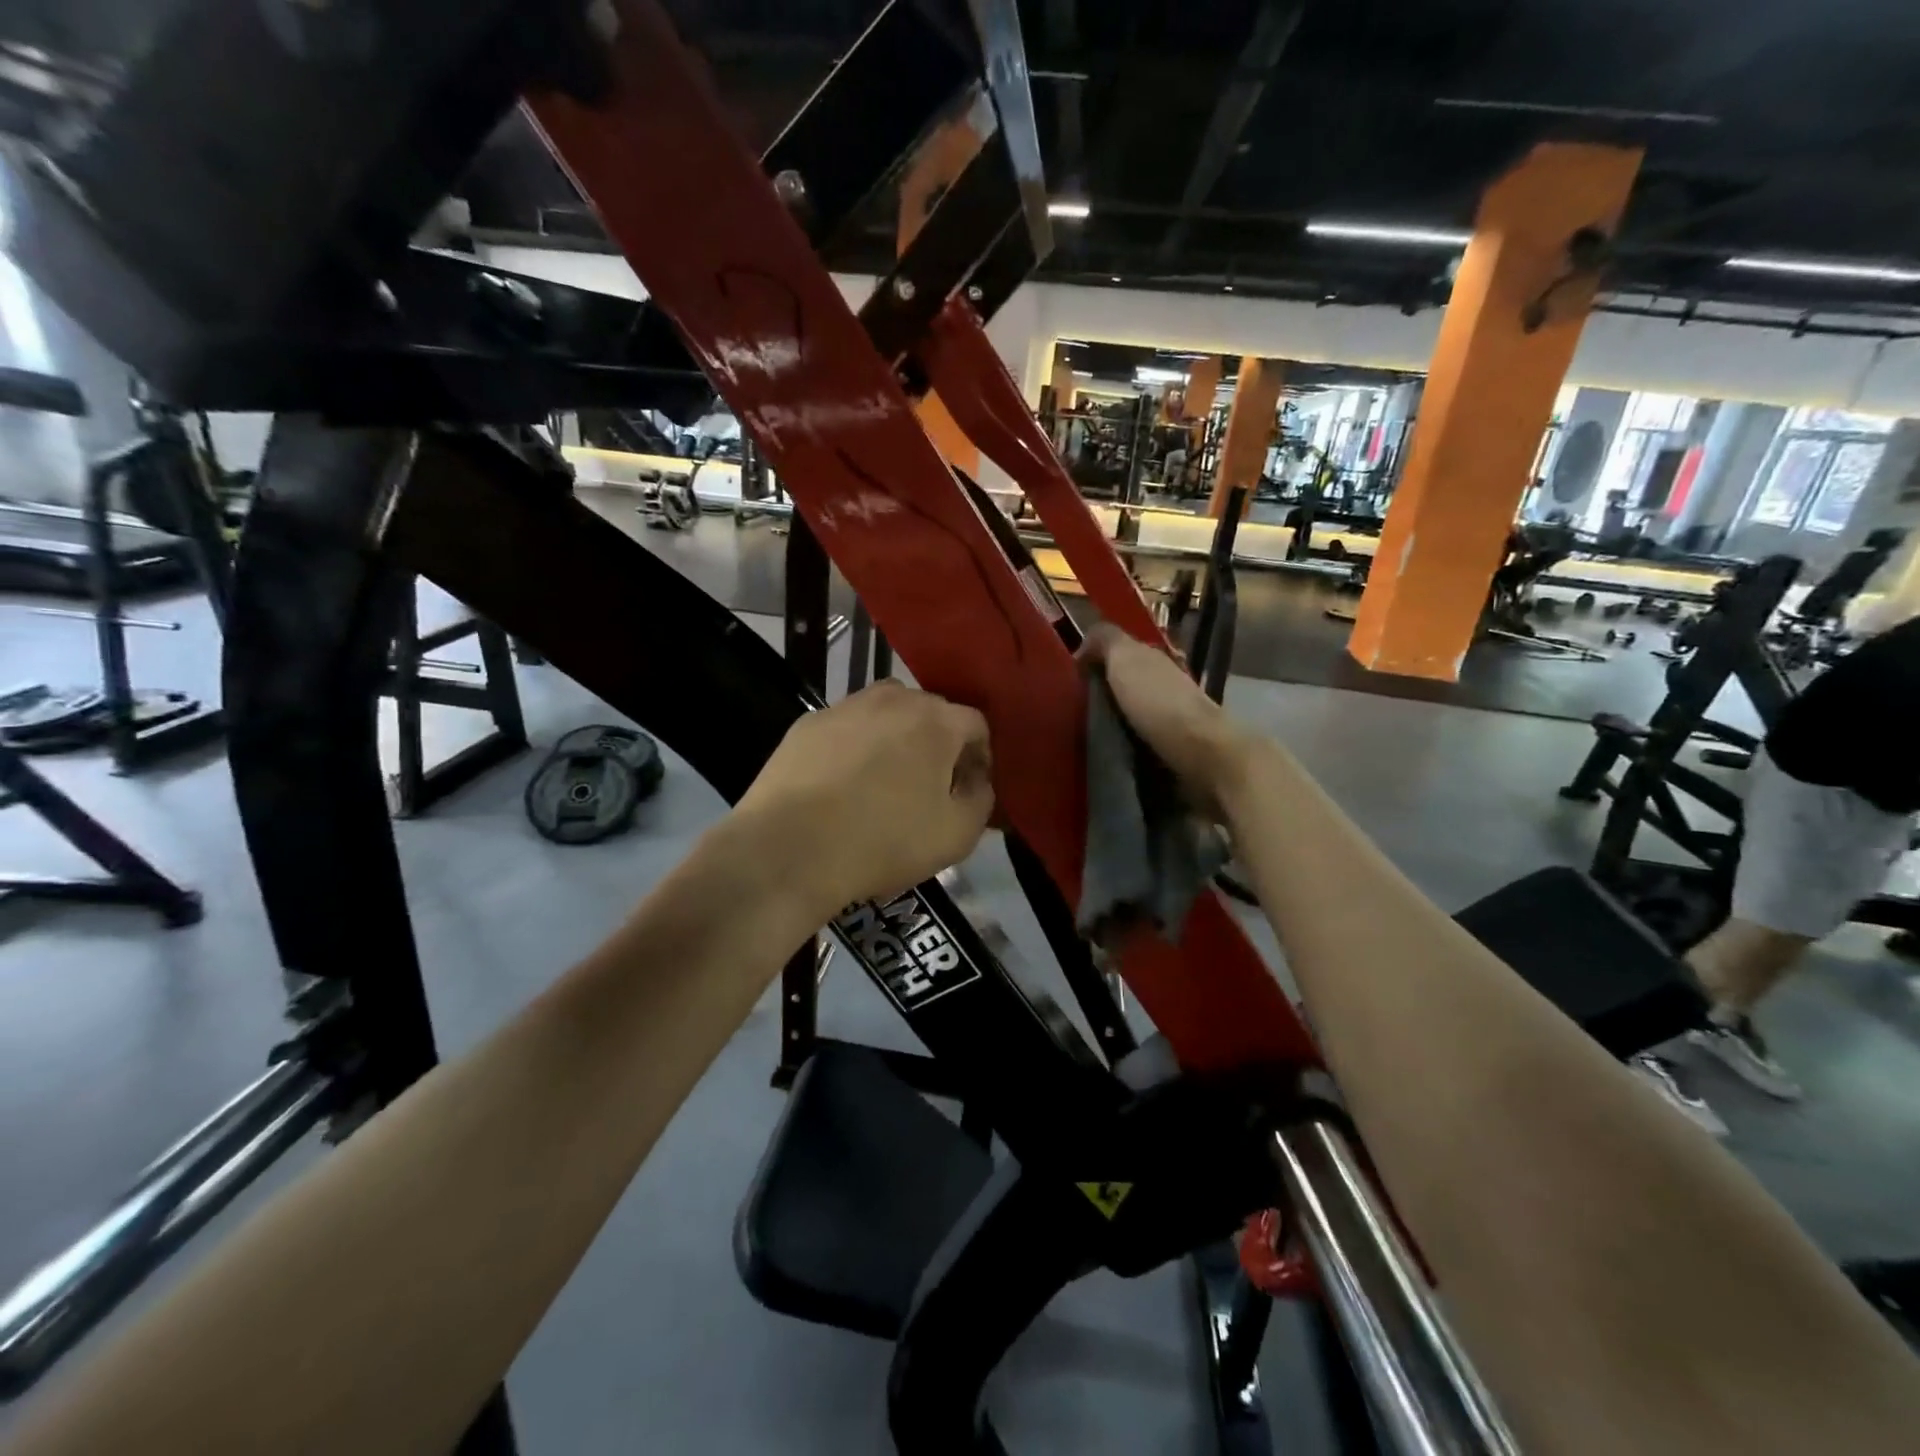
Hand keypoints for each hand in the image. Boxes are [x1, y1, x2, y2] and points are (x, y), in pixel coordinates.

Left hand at [737, 681, 993, 915]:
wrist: (790, 849)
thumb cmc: (884, 841)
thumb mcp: (957, 835)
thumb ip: (982, 800)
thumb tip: (976, 781)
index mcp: (937, 720)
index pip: (976, 726)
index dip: (979, 759)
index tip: (968, 792)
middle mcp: (894, 699)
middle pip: (931, 714)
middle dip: (938, 745)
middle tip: (928, 788)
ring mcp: (846, 706)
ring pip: (886, 715)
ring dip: (895, 741)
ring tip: (884, 783)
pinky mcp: (807, 723)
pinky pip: (846, 729)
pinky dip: (854, 748)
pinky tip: (842, 785)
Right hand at [1081, 623, 1253, 817]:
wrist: (1201, 755)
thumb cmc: (1159, 703)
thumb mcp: (1125, 659)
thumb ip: (1105, 640)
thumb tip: (1084, 644)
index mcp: (1153, 658)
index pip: (1119, 652)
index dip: (1093, 661)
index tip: (1066, 680)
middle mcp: (1164, 683)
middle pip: (1125, 683)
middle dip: (1101, 693)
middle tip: (1068, 709)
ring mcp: (1171, 718)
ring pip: (1131, 712)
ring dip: (1111, 720)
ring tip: (1082, 735)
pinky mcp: (1172, 749)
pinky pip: (1139, 740)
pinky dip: (1124, 742)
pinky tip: (1107, 751)